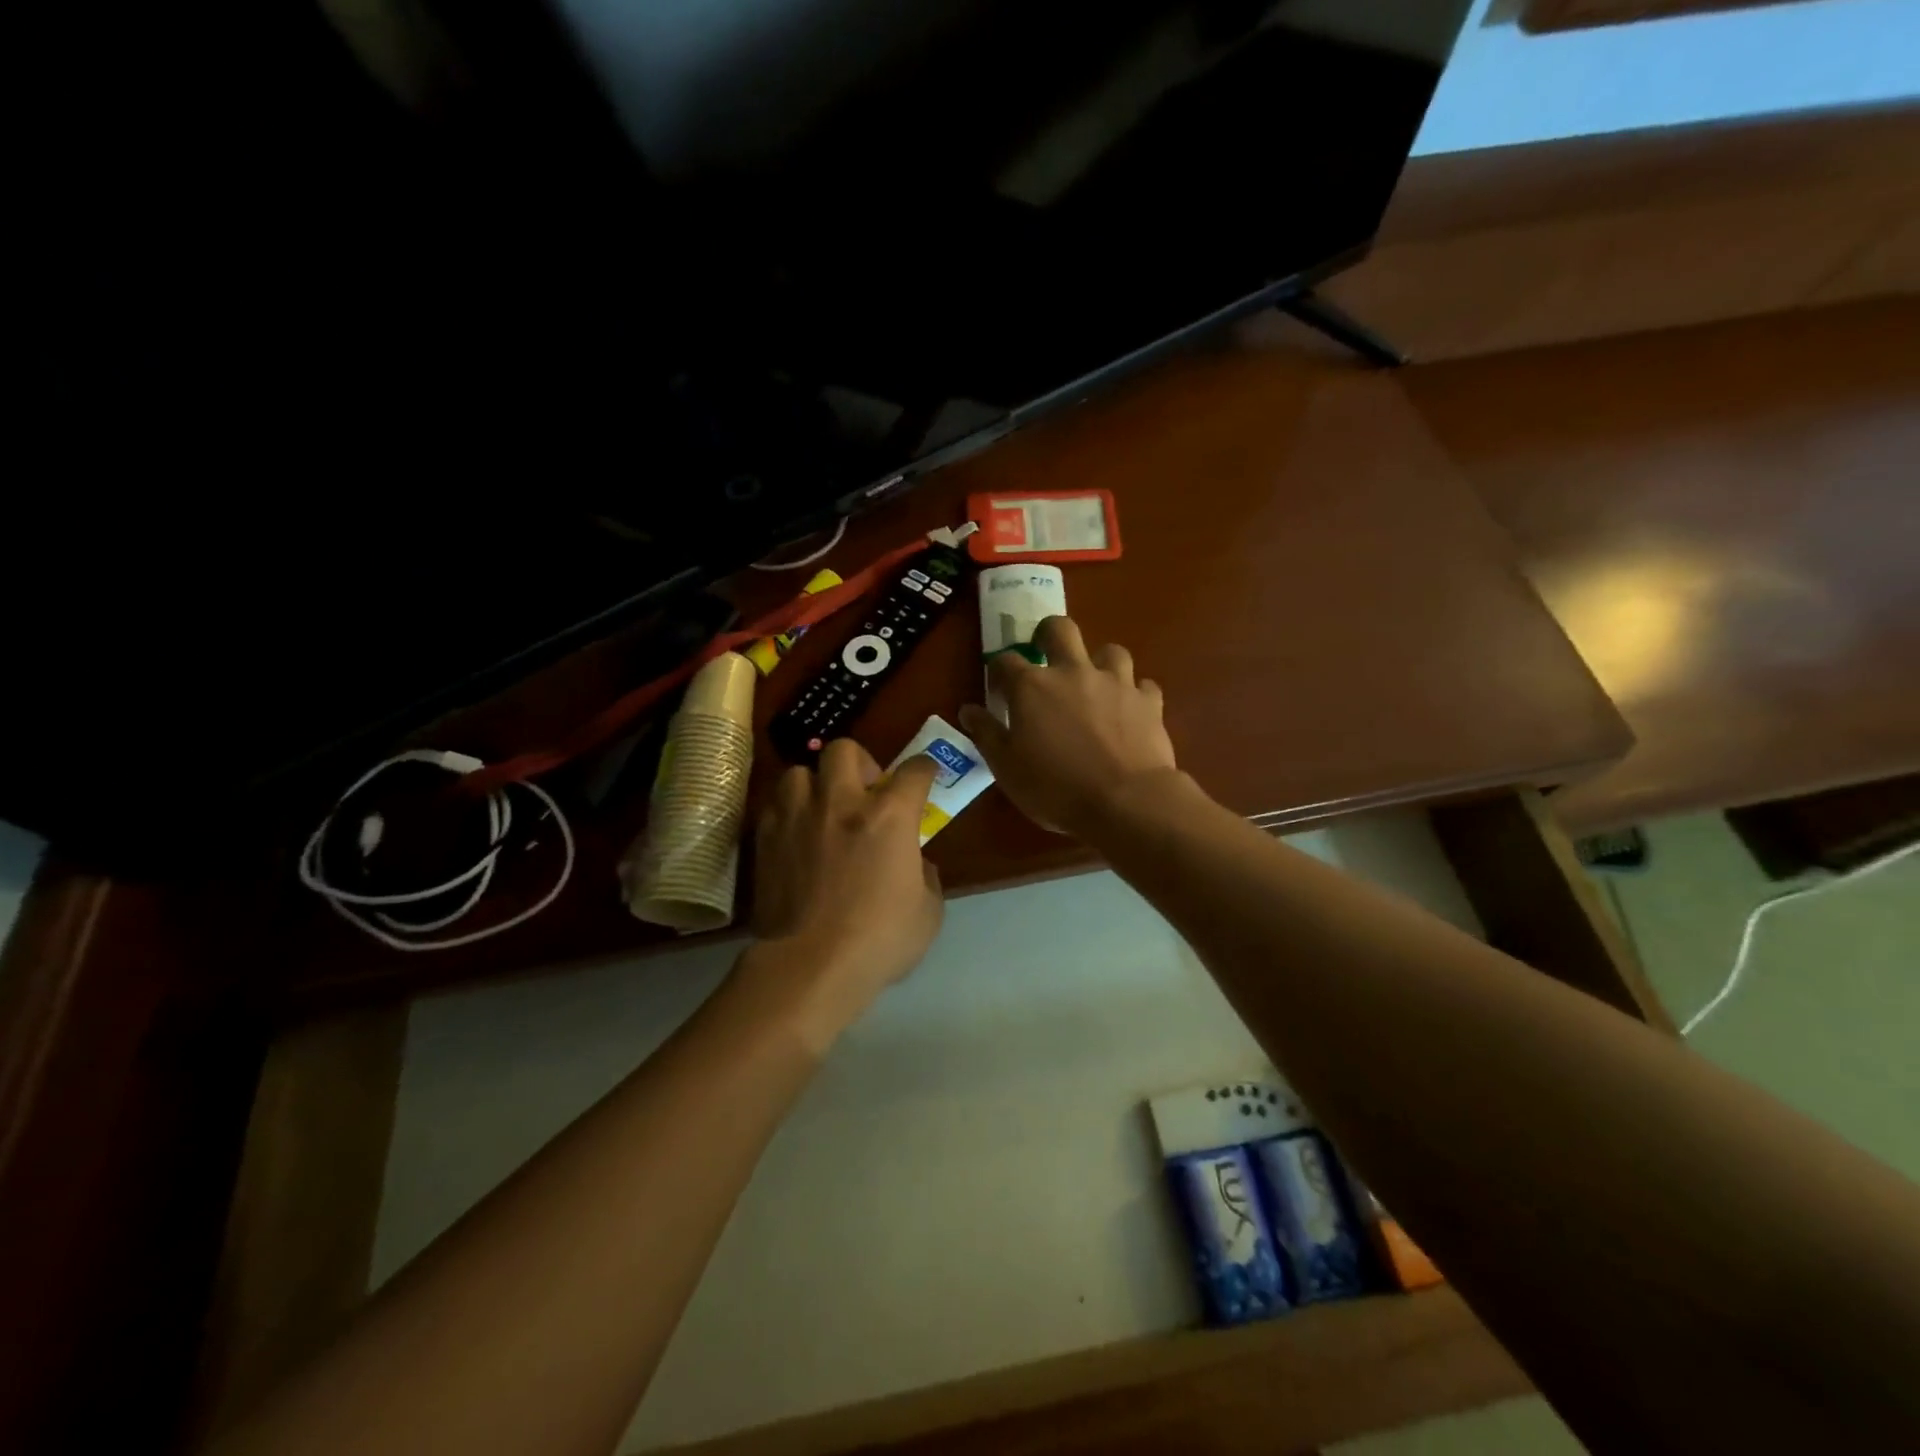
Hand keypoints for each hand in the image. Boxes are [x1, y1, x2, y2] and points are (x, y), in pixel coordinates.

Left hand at [746, 739, 943, 1041]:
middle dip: (860, 763)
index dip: (925, 768)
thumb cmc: (879, 940)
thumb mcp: (928, 912)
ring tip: (821, 809)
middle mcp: (842, 803)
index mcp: (889, 816)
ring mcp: (798, 817)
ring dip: (815, 784)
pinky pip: (775, 805)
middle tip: (864, 791)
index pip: (914, 771)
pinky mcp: (766, 838)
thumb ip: (925, 876)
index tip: (925, 774)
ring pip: (799, 771)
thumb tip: (914, 862)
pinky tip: (795, 834)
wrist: (810, 966)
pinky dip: (788, 811)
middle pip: (845, 750)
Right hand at [959, 616, 1177, 838]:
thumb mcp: (1007, 769)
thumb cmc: (1055, 789)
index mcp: (1032, 687)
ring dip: (1100, 663)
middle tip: (1046, 655)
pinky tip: (1130, 711)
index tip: (999, 690)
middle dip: (1049, 635)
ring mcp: (1115, 683)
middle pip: (1060, 629)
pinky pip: (1143, 685)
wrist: (1126, 802)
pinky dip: (1134, 694)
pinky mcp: (1148, 701)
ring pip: (1110, 651)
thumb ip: (987, 734)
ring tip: (1095, 686)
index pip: (1006, 661)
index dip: (999, 671)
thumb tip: (969, 710)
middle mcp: (1073, 672)